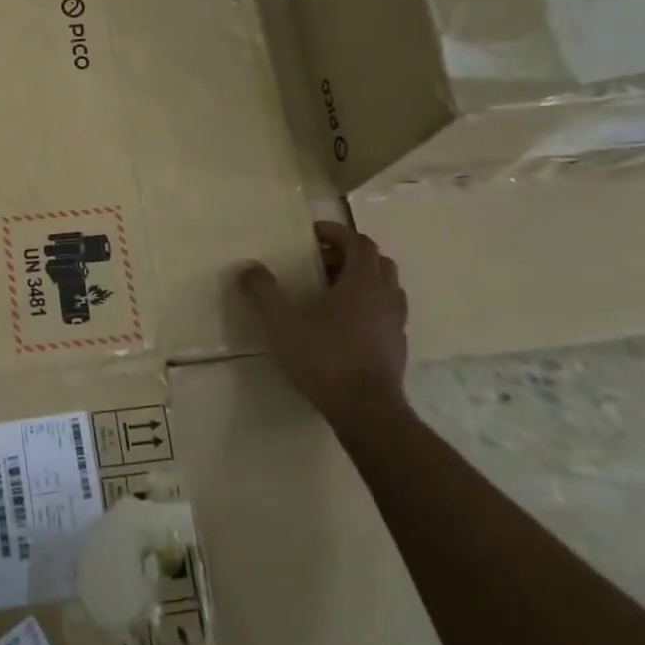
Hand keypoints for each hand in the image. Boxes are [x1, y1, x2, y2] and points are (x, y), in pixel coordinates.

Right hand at [238, 221, 408, 429]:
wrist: (367, 412)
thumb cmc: (325, 359)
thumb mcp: (282, 323)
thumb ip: (263, 292)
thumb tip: (248, 267)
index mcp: (362, 282)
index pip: (359, 242)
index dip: (337, 232)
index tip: (312, 234)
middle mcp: (385, 296)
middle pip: (377, 261)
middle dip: (349, 254)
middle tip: (320, 261)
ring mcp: (396, 323)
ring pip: (386, 287)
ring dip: (362, 279)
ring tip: (332, 290)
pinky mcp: (397, 348)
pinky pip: (386, 312)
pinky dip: (369, 305)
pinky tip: (344, 323)